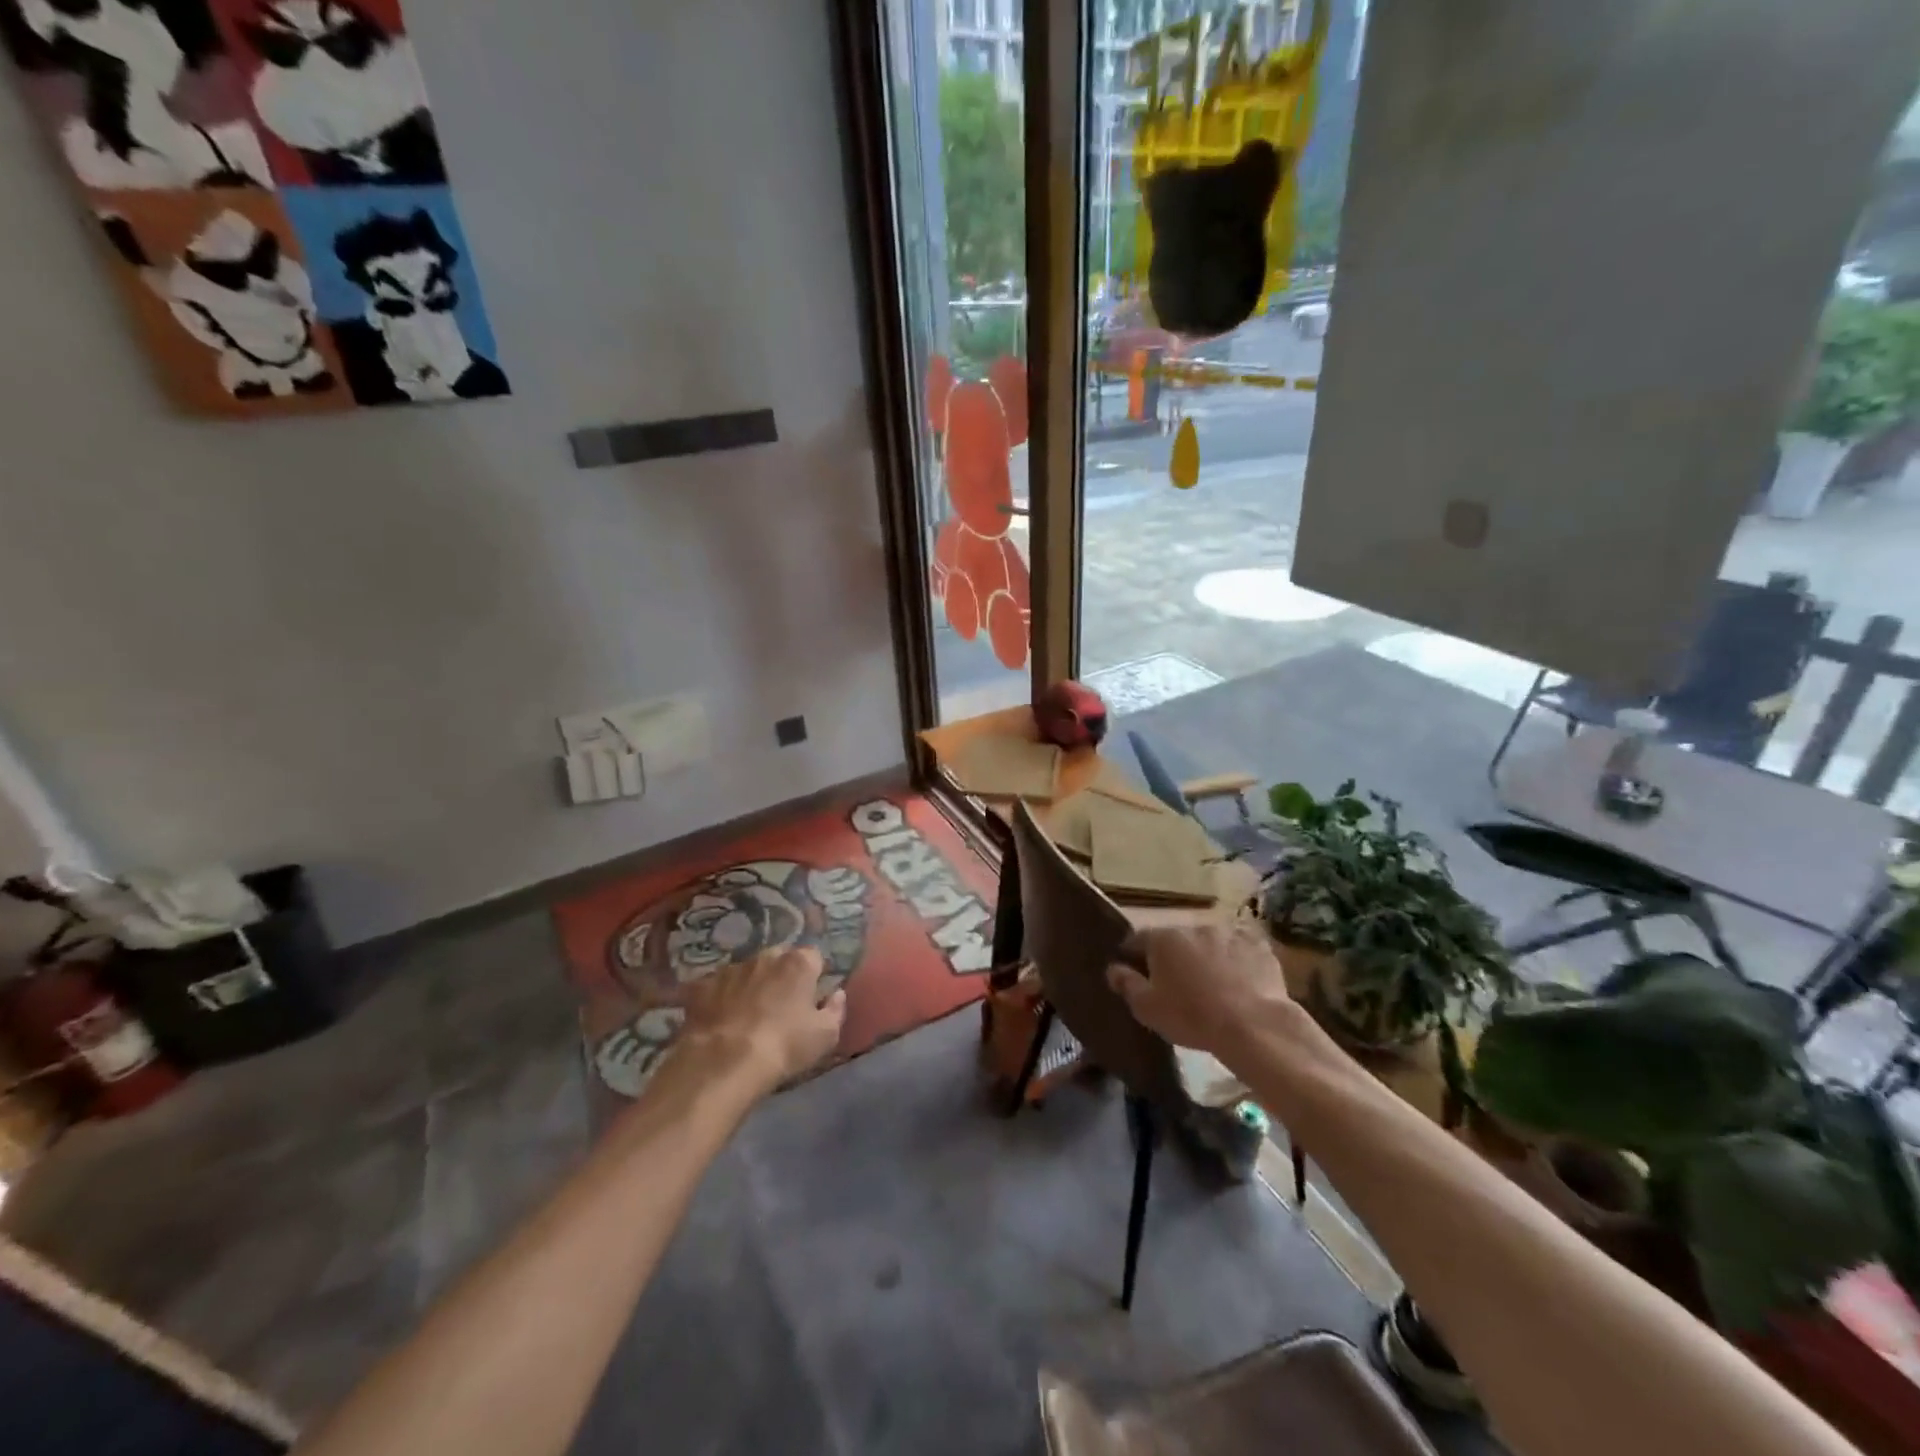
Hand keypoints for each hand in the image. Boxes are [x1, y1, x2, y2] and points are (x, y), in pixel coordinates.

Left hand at [678, 948, 846, 1092]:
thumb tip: (836, 994)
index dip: (814, 976)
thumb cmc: (784, 1046)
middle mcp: (765, 956)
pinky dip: (720, 999)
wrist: (724, 1062)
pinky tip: (719, 1020)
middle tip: (780, 1005)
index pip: (813, 957)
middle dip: (781, 976)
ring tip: (747, 1015)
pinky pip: (716, 987)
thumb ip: (836, 1009)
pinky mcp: (702, 986)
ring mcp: (730, 969)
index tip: (811, 997)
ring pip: (746, 971)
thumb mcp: (826, 1036)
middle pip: (779, 959)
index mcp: (798, 963)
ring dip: (750, 985)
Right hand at [1107, 925, 1292, 1056]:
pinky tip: (1239, 984)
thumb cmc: (1192, 1016)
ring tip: (1211, 987)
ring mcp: (1229, 933)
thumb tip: (1113, 968)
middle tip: (1177, 985)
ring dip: (1205, 958)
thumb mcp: (1148, 1008)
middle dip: (1173, 957)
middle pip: (1175, 940)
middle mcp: (1193, 927)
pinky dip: (1236, 962)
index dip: (1133, 956)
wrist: (1254, 1025)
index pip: (1137, 939)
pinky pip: (1239, 951)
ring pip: (1208, 943)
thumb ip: (1127, 984)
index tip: (1135, 974)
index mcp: (1162, 939)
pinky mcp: (1258, 946)